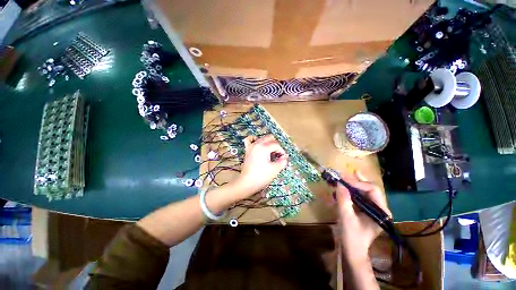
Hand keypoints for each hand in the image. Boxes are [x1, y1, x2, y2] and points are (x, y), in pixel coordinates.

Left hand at [234, 135, 287, 196]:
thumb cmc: (261, 176)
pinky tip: (258, 144)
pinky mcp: (247, 150)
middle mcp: (257, 144)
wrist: (247, 183)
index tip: (283, 158)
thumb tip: (285, 157)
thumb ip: (282, 161)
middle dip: (276, 145)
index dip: (282, 151)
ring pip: (261, 138)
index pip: (276, 145)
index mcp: (264, 148)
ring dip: (268, 142)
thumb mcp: (275, 169)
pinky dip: (254, 139)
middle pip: (269, 138)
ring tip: (270, 151)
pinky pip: (249, 140)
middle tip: (277, 155)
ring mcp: (251, 146)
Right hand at [335, 171, 390, 264]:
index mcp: (381, 211)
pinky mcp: (365, 211)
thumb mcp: (346, 217)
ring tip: (344, 177)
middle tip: (346, 173)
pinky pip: (359, 197)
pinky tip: (344, 187)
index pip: (372, 190)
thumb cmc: (352, 237)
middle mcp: (379, 208)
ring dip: (353, 184)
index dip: (358, 183)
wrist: (352, 252)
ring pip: (364, 192)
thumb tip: (339, 184)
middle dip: (357, 180)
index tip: (343, 180)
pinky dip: (351, 191)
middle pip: (369, 189)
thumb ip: (343, 199)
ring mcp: (373, 210)